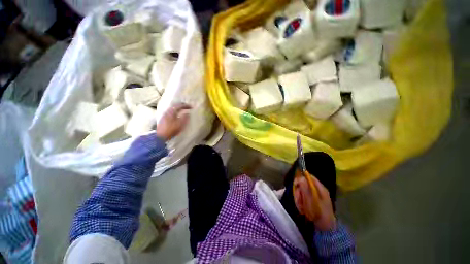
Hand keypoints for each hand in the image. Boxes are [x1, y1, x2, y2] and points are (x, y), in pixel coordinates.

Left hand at [156, 103, 191, 140]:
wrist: (160, 136)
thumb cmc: (171, 130)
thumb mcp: (180, 124)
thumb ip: (185, 117)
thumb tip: (187, 113)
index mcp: (172, 112)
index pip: (180, 106)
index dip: (186, 105)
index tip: (191, 107)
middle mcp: (167, 111)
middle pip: (175, 106)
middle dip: (181, 106)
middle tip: (187, 106)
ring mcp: (164, 115)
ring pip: (172, 109)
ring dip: (178, 109)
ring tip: (182, 110)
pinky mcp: (163, 119)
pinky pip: (170, 112)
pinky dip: (175, 112)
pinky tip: (176, 115)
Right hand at [293, 175, 335, 230]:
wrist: (326, 228)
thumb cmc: (319, 213)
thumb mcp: (311, 200)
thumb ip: (305, 188)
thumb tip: (300, 178)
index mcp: (320, 188)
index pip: (309, 177)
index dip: (301, 178)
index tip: (295, 184)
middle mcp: (318, 190)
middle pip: (305, 184)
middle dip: (299, 191)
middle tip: (298, 199)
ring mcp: (316, 196)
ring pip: (303, 191)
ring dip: (299, 198)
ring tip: (300, 206)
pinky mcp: (313, 202)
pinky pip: (304, 197)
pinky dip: (301, 202)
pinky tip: (302, 208)